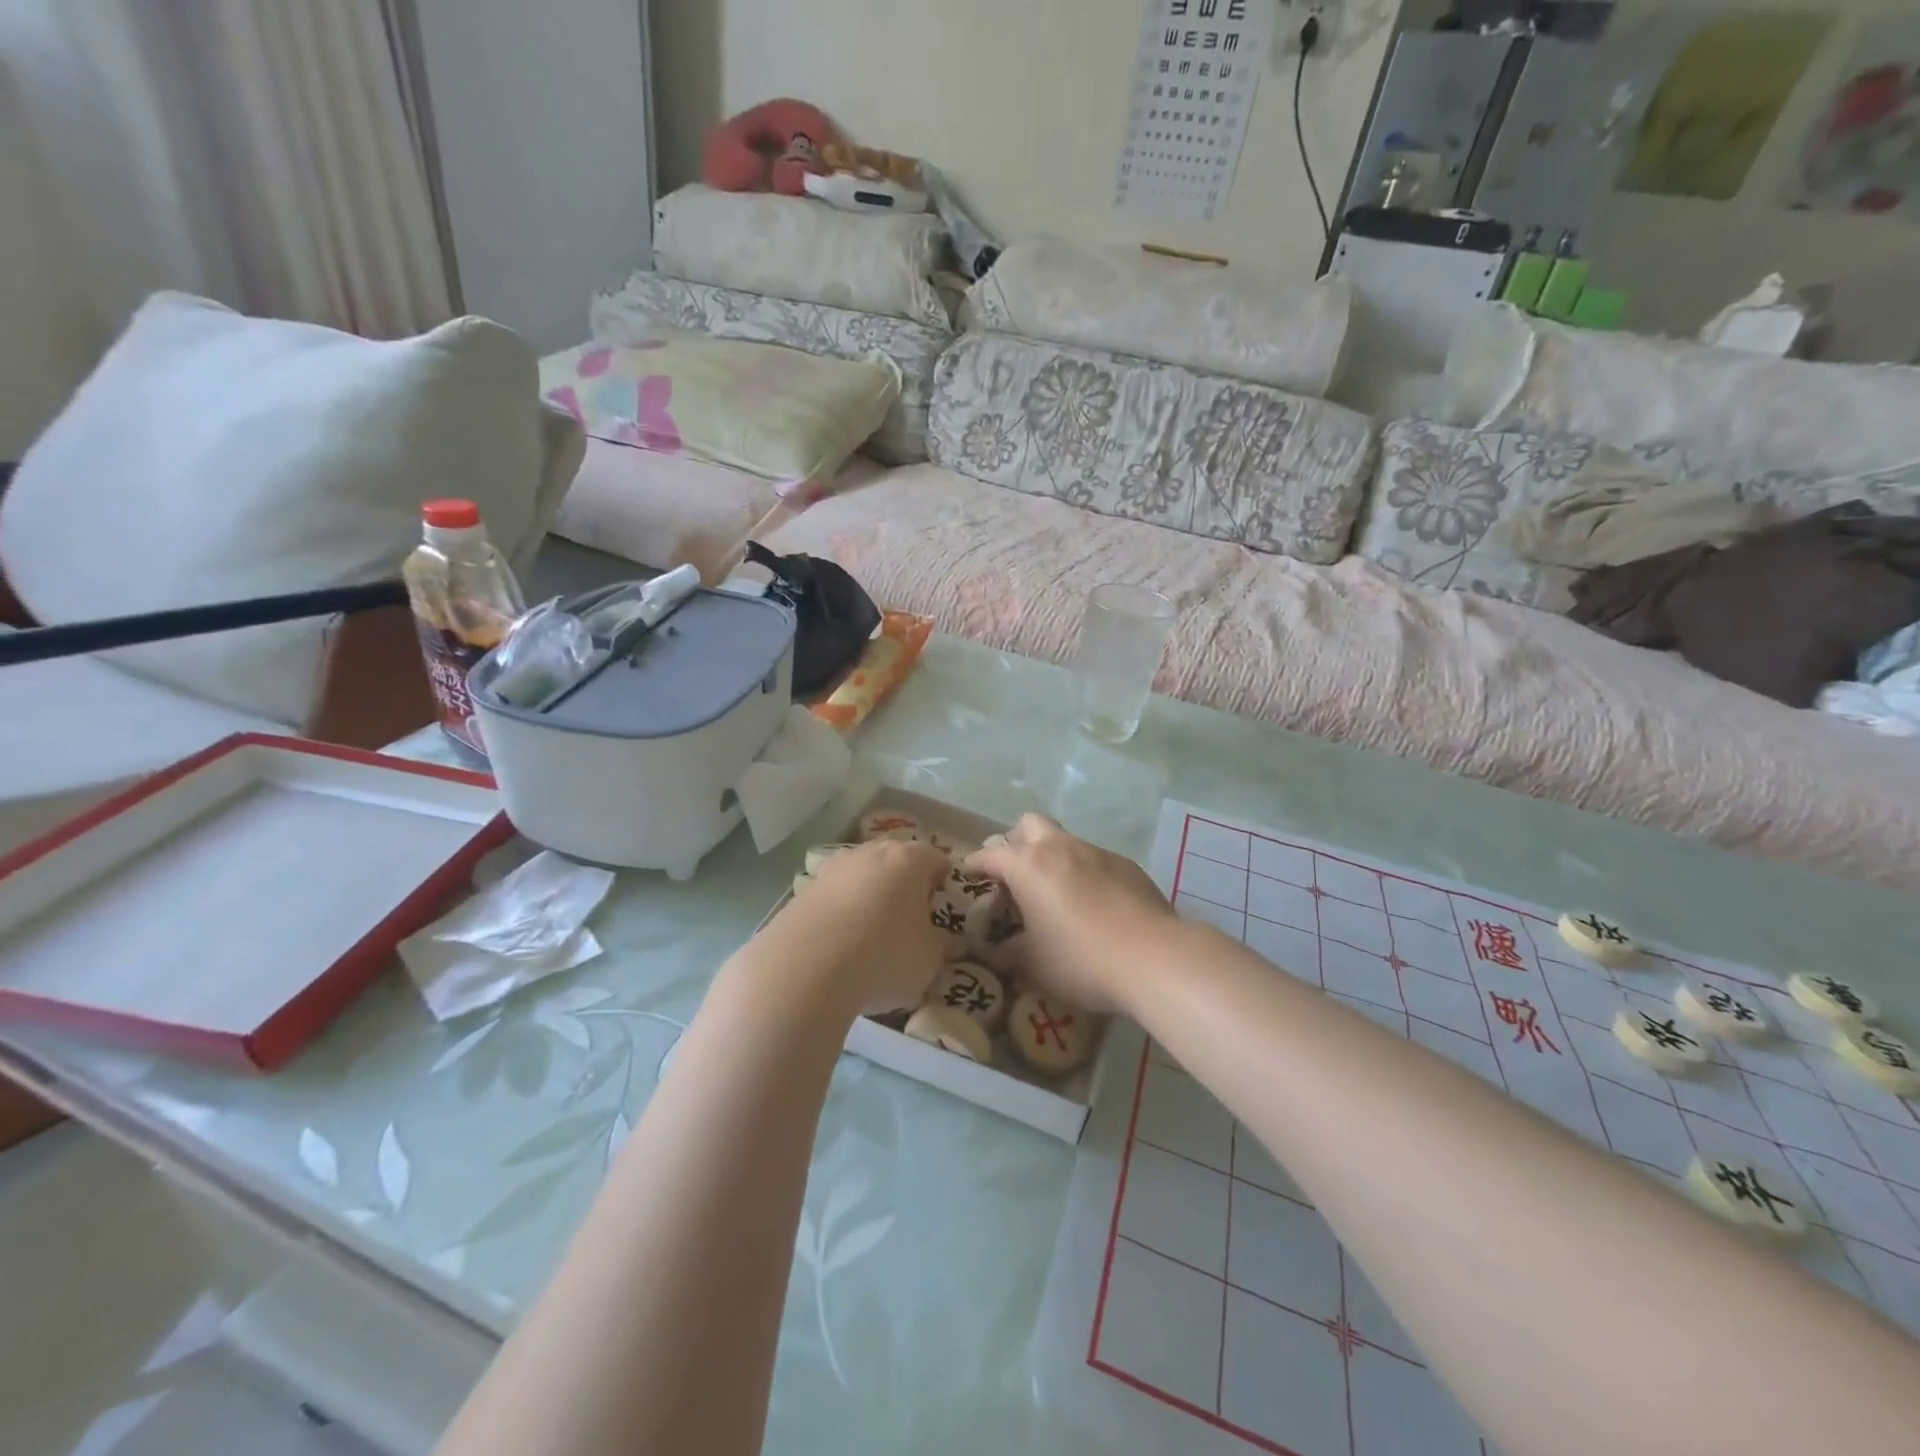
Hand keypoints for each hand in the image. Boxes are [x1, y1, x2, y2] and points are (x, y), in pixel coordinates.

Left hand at [748, 837, 951, 1017]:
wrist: (804, 969)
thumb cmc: (883, 956)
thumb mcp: (929, 960)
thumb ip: (943, 946)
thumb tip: (947, 941)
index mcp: (909, 860)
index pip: (937, 858)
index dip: (943, 882)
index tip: (939, 908)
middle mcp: (870, 853)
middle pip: (896, 860)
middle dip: (905, 884)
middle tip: (909, 919)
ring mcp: (832, 869)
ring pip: (862, 875)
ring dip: (870, 895)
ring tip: (871, 934)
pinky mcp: (803, 890)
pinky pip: (834, 895)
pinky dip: (841, 912)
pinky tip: (840, 944)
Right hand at [965, 814, 1176, 1013]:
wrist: (1154, 957)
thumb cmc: (1080, 959)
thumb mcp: (1033, 964)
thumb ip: (1009, 952)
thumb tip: (1000, 949)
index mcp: (1028, 865)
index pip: (990, 854)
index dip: (975, 863)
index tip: (968, 873)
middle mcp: (1061, 847)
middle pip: (1029, 824)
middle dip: (1016, 843)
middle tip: (1014, 876)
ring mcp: (1098, 853)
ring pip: (1065, 842)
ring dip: (1052, 860)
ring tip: (1055, 897)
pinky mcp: (1128, 866)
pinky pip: (1095, 861)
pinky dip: (1084, 875)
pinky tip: (1094, 908)